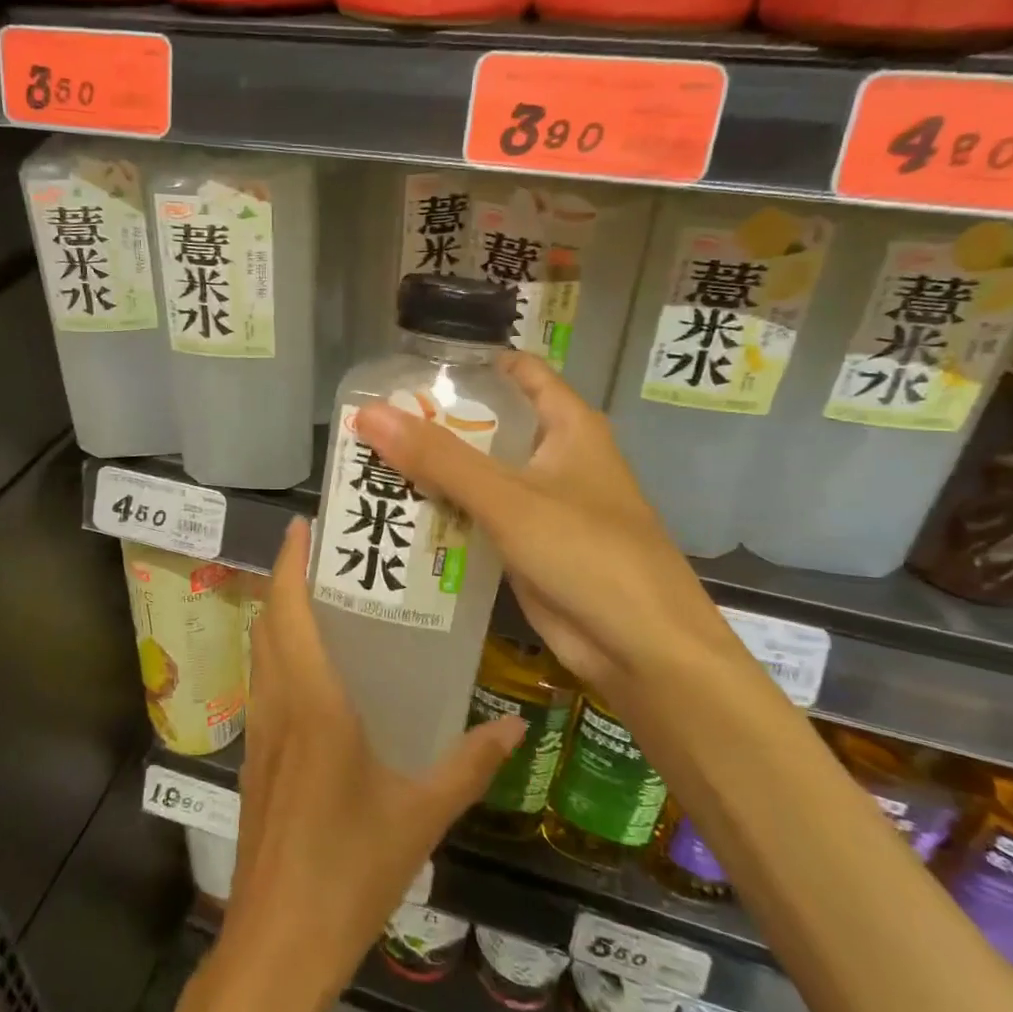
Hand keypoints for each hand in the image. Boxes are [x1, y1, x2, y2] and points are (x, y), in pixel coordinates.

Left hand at [221, 519, 522, 1006]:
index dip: (291, 562)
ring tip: (324, 600)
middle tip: (329, 556)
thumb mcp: (420, 815)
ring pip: (261, 654)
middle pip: (270, 623)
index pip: (290, 611)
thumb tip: (515, 726)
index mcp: (312, 703)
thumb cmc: (349, 872)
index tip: (304, 525)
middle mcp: (277, 705)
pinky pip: (264, 688)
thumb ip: (468, 765)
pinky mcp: (255, 762)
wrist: (276, 947)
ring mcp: (259, 734)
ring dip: (280, 617)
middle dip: (288, 580)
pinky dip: (281, 658)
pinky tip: (318, 675)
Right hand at [352, 353, 743, 688]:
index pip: (520, 372)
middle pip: (490, 425)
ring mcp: (542, 506)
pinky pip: (479, 519)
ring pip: (480, 475)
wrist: (642, 648)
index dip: (472, 363)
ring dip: (435, 472)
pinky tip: (399, 514)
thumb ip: (439, 458)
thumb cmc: (587, 553)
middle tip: (373, 421)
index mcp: (568, 427)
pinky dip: (445, 514)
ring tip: (370, 462)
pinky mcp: (528, 547)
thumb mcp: (509, 498)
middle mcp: (556, 458)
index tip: (414, 366)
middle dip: (437, 423)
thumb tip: (370, 413)